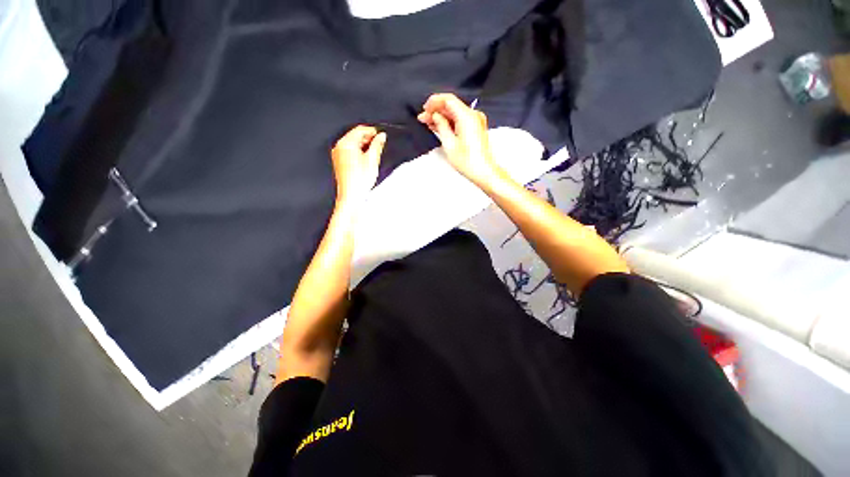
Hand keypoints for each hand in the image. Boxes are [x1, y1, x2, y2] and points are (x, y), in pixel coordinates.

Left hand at [331, 125, 386, 204]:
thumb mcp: (372, 159)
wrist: (351, 194)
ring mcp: (338, 154)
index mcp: (346, 143)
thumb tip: (381, 136)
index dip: (371, 131)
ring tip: (374, 153)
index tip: (380, 135)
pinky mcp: (339, 162)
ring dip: (363, 145)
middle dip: (367, 138)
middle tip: (379, 144)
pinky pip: (349, 151)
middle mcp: (339, 146)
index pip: (359, 129)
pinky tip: (365, 159)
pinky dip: (358, 152)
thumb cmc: (359, 180)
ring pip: (352, 144)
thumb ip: (377, 145)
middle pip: (355, 136)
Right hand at [418, 93, 499, 186]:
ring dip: (441, 117)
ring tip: (428, 123)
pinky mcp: (475, 128)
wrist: (484, 172)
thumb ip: (441, 126)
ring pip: (455, 113)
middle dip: (436, 111)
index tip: (425, 109)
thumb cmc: (469, 162)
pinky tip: (439, 127)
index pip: (448, 99)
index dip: (434, 102)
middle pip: (451, 106)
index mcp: (467, 117)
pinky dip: (449, 122)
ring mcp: (476, 122)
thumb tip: (436, 116)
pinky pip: (460, 120)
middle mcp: (473, 116)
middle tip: (423, 118)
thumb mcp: (449, 144)